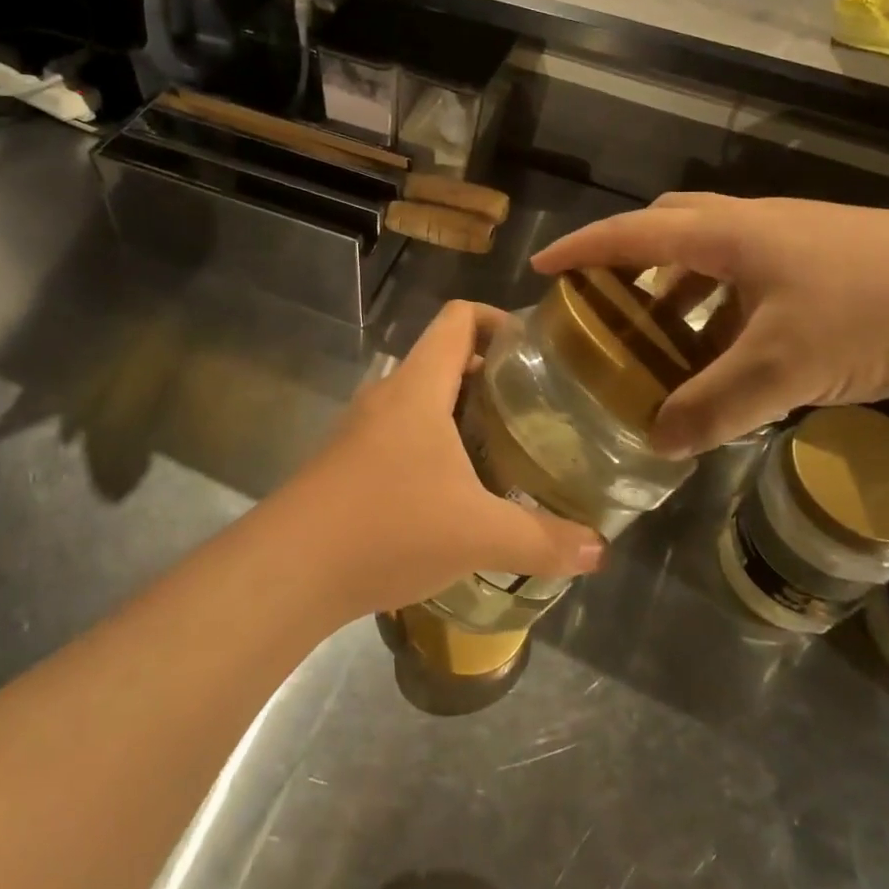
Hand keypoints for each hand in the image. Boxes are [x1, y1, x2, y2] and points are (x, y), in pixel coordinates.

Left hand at [275, 301, 605, 618]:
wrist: (288, 570)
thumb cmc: (388, 527)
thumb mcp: (477, 535)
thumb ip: (543, 540)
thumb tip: (600, 548)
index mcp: (419, 387)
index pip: (458, 318)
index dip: (499, 319)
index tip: (537, 351)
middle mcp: (388, 396)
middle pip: (445, 358)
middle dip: (492, 376)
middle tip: (537, 408)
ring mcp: (363, 429)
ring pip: (423, 401)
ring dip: (463, 414)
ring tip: (506, 449)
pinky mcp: (349, 462)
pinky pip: (402, 435)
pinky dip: (436, 445)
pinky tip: (458, 492)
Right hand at [532, 194, 888, 457]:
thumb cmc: (870, 311)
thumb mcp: (782, 368)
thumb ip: (713, 406)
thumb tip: (658, 440)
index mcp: (725, 234)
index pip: (632, 233)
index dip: (582, 249)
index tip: (541, 268)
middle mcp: (749, 225)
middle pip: (669, 226)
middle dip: (629, 258)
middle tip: (608, 302)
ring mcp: (789, 239)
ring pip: (709, 253)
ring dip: (677, 286)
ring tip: (663, 337)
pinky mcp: (821, 261)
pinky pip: (745, 276)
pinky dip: (720, 305)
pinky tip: (731, 349)